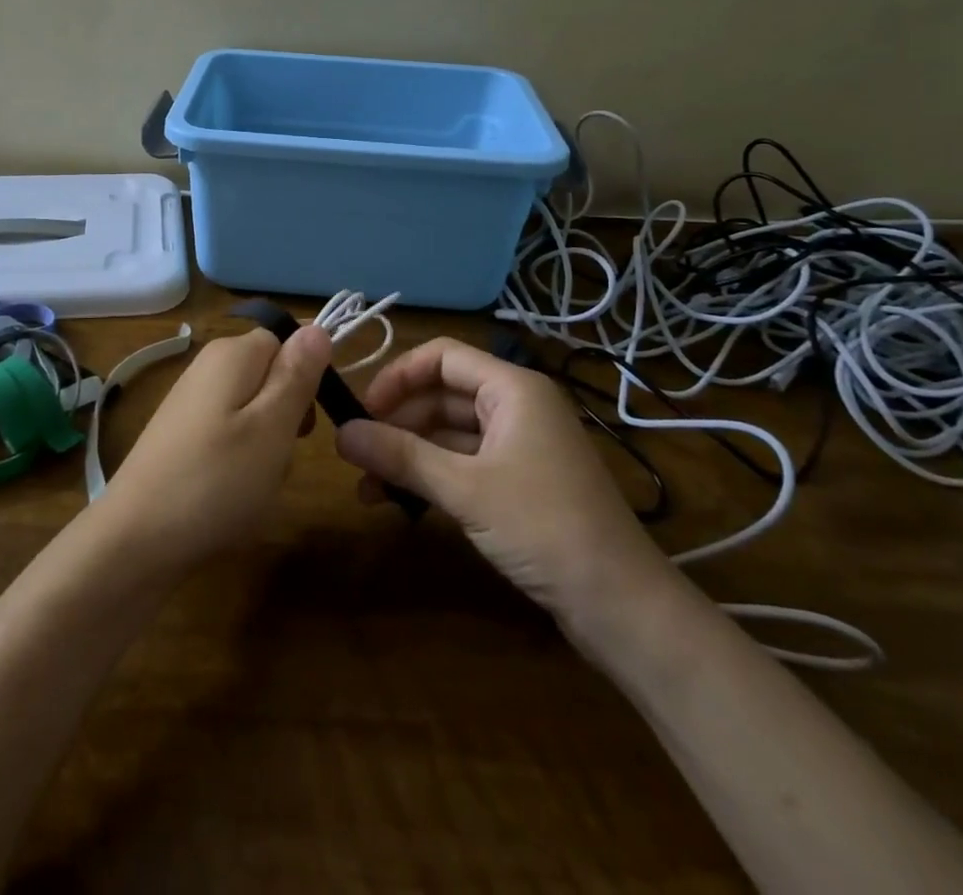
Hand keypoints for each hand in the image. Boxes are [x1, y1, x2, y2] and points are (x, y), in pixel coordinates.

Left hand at [97, 325, 331, 577]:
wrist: (134, 540)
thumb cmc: (214, 481)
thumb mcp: (272, 427)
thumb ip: (297, 375)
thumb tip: (317, 326)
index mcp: (231, 354)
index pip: (288, 340)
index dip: (307, 375)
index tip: (310, 417)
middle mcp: (208, 366)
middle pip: (272, 375)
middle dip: (289, 415)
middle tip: (281, 454)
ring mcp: (192, 401)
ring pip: (255, 410)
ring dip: (269, 444)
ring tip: (257, 481)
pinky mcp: (182, 434)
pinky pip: (231, 434)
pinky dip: (243, 460)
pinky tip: (234, 492)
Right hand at [335, 337, 685, 649]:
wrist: (621, 606)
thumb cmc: (544, 527)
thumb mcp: (465, 489)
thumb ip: (401, 456)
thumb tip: (341, 433)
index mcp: (513, 389)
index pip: (442, 357)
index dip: (398, 376)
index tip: (362, 409)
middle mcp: (517, 407)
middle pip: (442, 395)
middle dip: (397, 421)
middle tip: (355, 451)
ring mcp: (520, 446)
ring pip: (450, 433)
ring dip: (409, 454)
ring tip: (366, 486)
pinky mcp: (521, 482)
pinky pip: (465, 463)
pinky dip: (432, 476)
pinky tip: (400, 502)